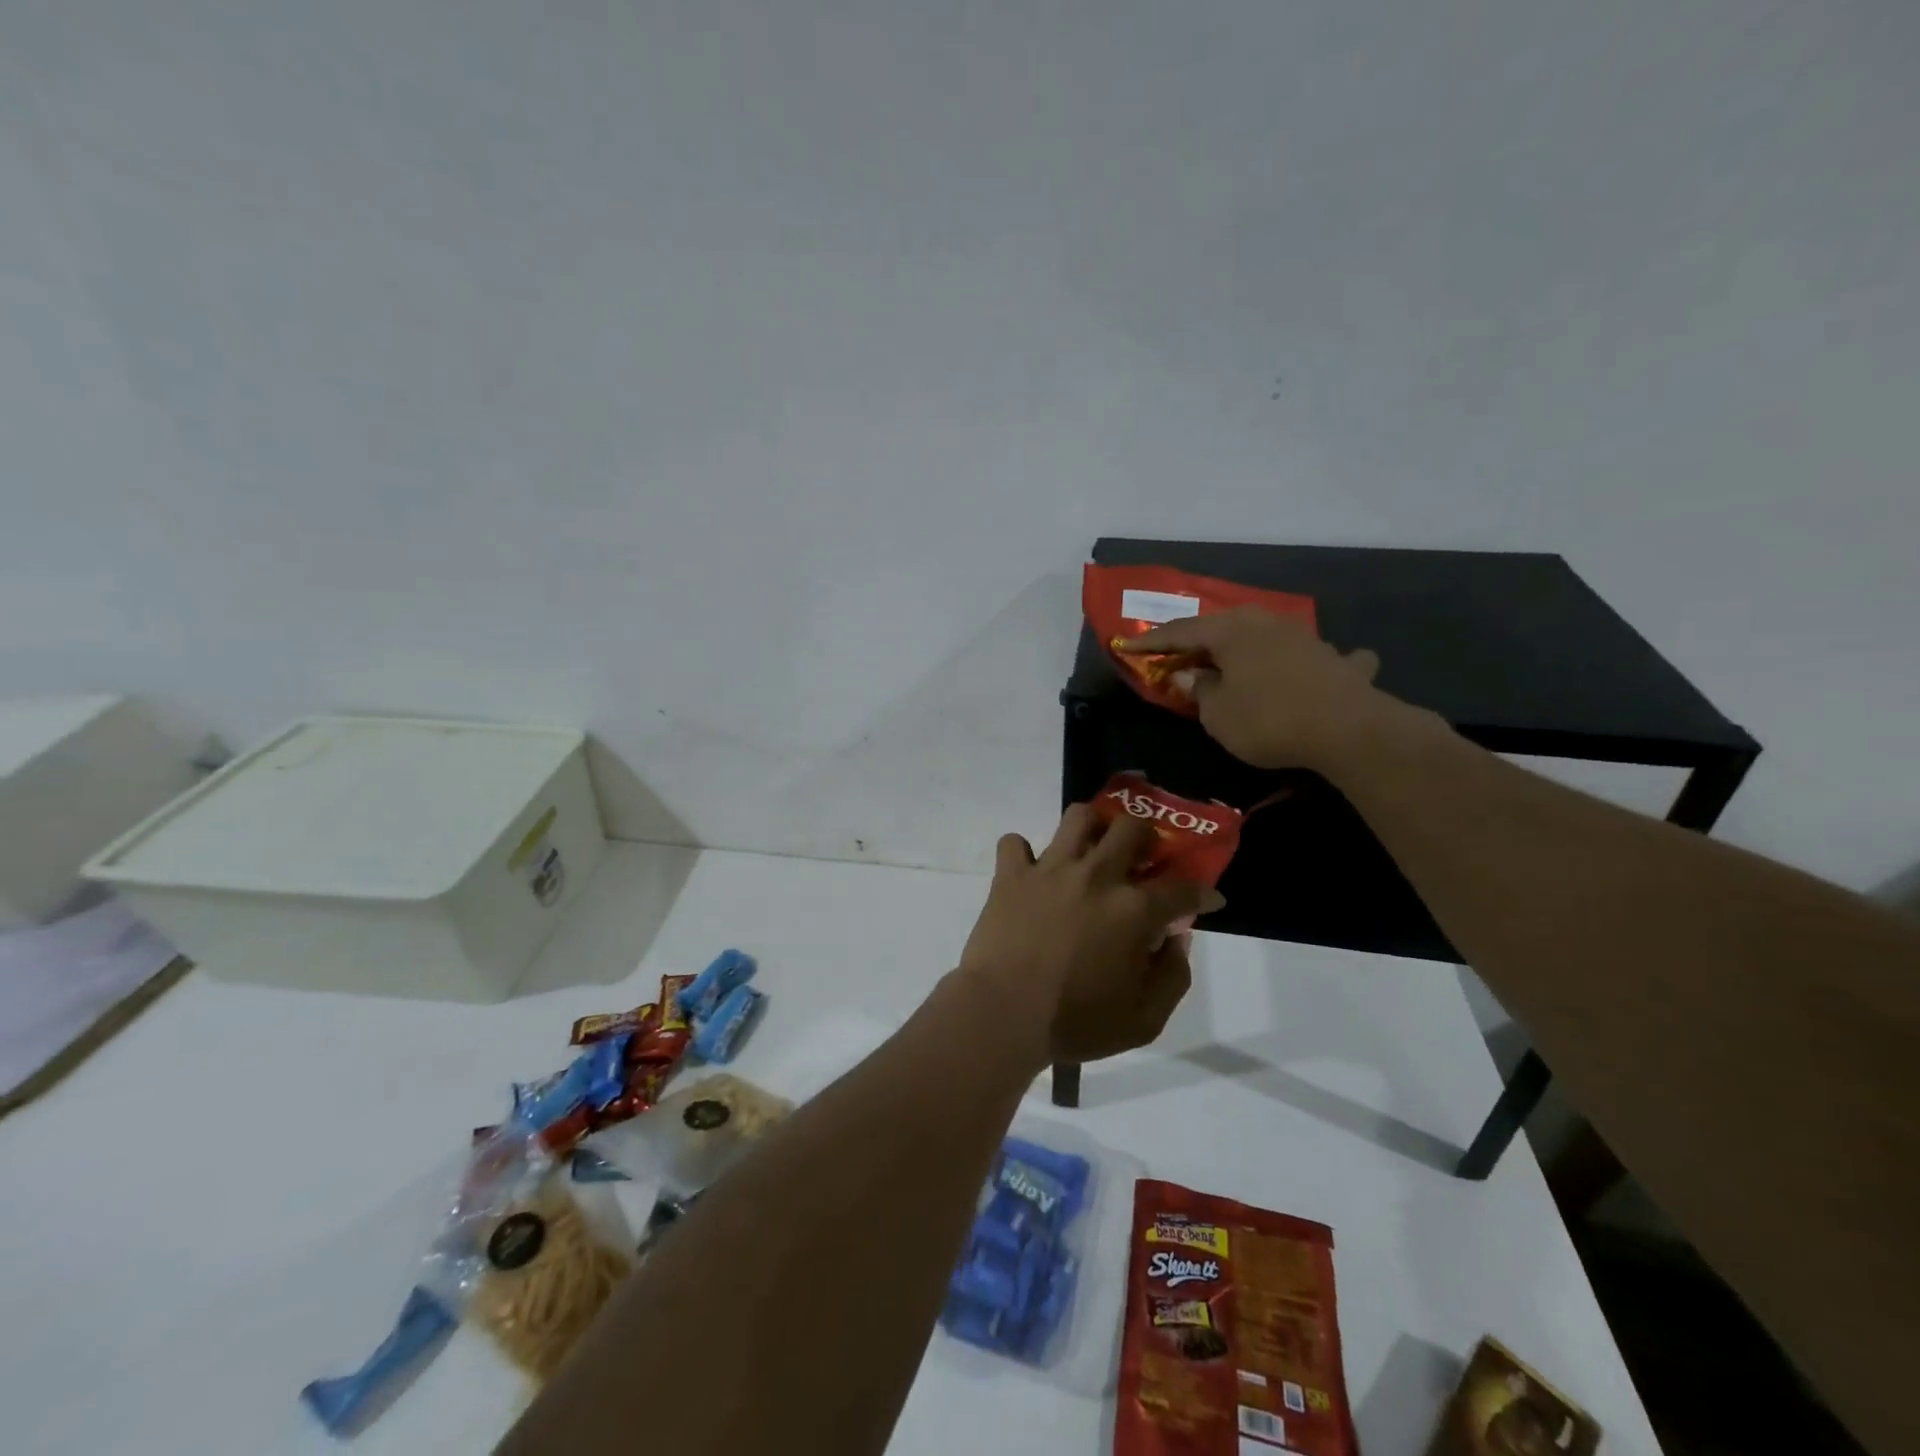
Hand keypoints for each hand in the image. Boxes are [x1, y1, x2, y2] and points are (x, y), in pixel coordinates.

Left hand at [957, 808, 1221, 1064]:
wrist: (1003, 1013)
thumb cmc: (1075, 1021)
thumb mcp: (1143, 1020)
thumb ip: (1172, 977)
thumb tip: (1176, 940)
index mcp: (1133, 910)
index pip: (1183, 887)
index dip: (1202, 891)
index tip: (1207, 898)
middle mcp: (1096, 876)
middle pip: (1132, 827)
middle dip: (1147, 836)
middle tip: (1141, 858)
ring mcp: (1050, 869)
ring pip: (1078, 817)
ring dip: (1092, 826)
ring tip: (1091, 847)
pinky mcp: (1012, 874)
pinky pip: (1014, 842)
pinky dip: (1024, 852)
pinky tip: (1031, 871)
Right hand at [1121, 607, 1388, 769]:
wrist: (1346, 729)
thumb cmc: (1267, 719)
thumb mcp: (1217, 714)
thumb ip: (1198, 690)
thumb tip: (1189, 675)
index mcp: (1230, 631)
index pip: (1181, 632)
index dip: (1152, 642)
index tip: (1127, 646)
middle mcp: (1267, 623)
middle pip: (1224, 628)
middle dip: (1201, 641)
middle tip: (1180, 656)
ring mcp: (1306, 638)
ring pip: (1269, 636)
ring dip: (1251, 648)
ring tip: (1240, 662)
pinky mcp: (1337, 661)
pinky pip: (1320, 656)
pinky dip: (1315, 661)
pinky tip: (1326, 665)